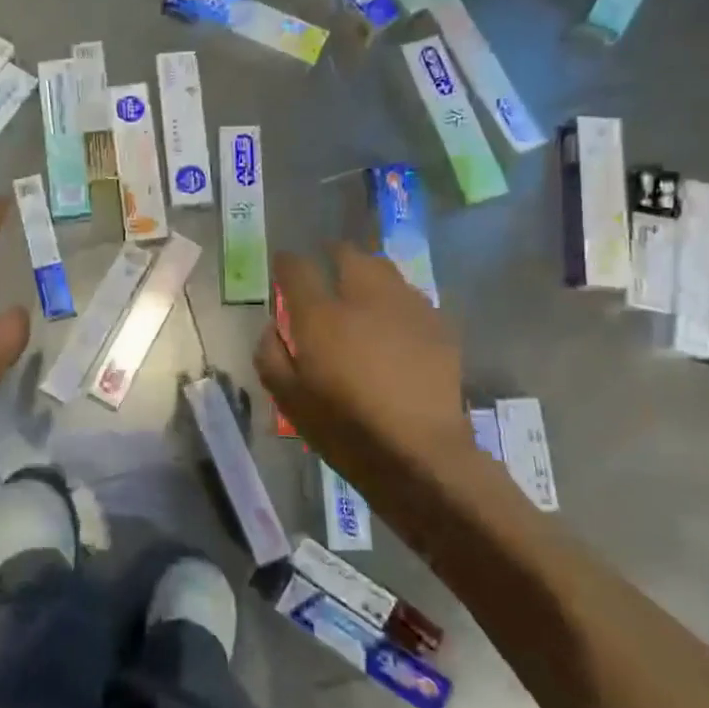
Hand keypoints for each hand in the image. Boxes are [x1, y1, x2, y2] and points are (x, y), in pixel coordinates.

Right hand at [256, 245, 483, 510]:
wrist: (418, 453)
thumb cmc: (343, 427)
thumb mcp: (288, 398)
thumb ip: (270, 355)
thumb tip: (272, 327)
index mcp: (321, 315)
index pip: (297, 268)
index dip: (286, 262)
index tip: (283, 266)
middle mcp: (364, 299)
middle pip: (349, 254)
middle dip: (333, 253)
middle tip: (327, 266)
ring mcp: (406, 309)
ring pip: (385, 270)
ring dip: (368, 272)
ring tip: (362, 289)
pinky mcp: (438, 327)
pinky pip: (413, 298)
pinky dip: (397, 300)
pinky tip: (395, 322)